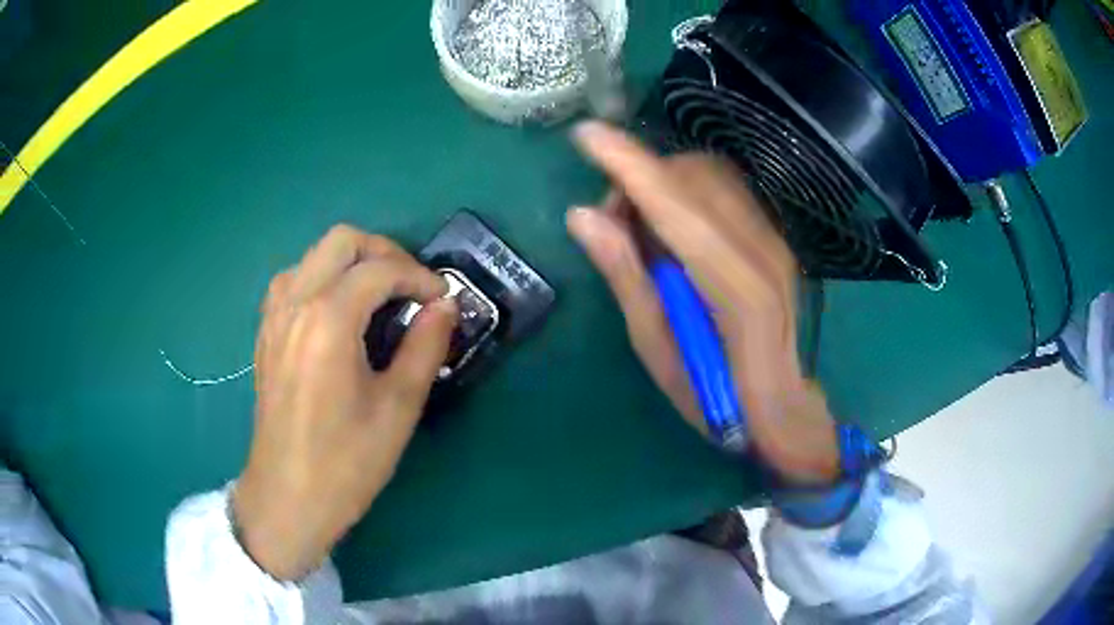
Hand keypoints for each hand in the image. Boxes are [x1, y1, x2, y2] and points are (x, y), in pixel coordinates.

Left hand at [232, 225, 456, 579]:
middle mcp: (296, 304)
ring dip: (349, 263)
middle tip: (411, 287)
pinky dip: (321, 280)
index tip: (444, 300)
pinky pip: (292, 282)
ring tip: (376, 297)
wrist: (288, 497)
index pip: (380, 270)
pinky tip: (337, 314)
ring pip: (312, 256)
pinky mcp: (265, 335)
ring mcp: (274, 317)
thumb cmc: (347, 461)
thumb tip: (445, 306)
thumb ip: (425, 346)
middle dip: (384, 252)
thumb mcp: (398, 406)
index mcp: (329, 320)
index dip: (420, 277)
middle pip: (341, 241)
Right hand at [567, 122, 838, 485]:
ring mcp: (775, 240)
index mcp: (734, 287)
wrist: (783, 408)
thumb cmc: (716, 398)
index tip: (586, 135)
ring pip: (711, 174)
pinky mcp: (776, 238)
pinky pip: (726, 190)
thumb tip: (583, 217)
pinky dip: (687, 192)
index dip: (628, 164)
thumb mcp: (658, 352)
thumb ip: (625, 277)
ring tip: (643, 228)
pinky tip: (675, 230)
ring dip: (664, 182)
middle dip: (641, 176)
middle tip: (613, 222)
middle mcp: (762, 250)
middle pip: (694, 176)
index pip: (675, 205)